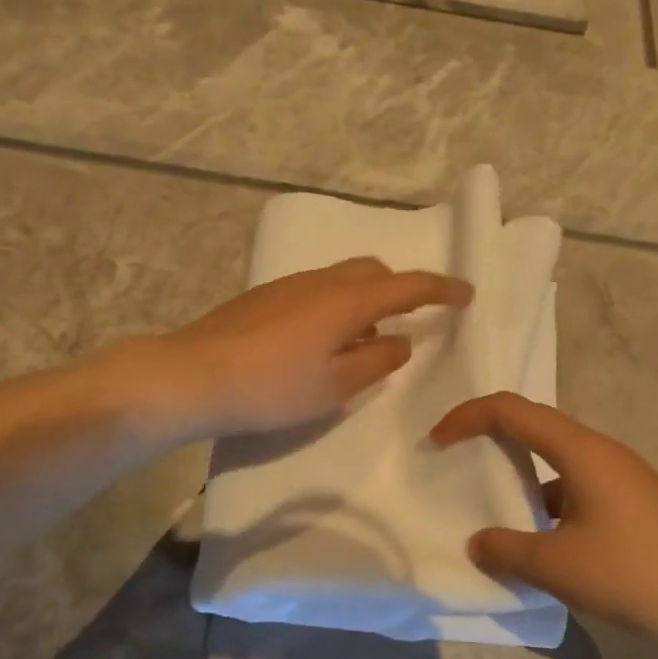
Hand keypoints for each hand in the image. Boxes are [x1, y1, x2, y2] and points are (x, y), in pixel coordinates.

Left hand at [159, 258, 472, 437]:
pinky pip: (315, 290)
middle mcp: (319, 281)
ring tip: (363, 339)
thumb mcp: (334, 386)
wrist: (191, 376)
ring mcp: (286, 285)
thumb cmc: (271, 387)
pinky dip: (335, 305)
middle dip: (399, 289)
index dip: (440, 289)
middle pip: (372, 272)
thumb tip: (401, 340)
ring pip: (341, 279)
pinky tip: (320, 341)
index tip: (466, 294)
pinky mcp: (262, 297)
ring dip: (364, 299)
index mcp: (345, 300)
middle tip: (410, 319)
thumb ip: (375, 361)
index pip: (407, 286)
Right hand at [429, 392, 657, 653]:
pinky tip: (532, 541)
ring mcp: (617, 477)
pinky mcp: (628, 503)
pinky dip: (542, 503)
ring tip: (485, 507)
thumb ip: (508, 551)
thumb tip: (477, 543)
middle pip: (531, 426)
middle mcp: (597, 451)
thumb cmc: (637, 572)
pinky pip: (571, 488)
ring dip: (516, 476)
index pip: (511, 410)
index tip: (437, 442)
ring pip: (552, 460)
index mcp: (579, 450)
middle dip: (487, 439)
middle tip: (453, 464)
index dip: (467, 416)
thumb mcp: (560, 566)